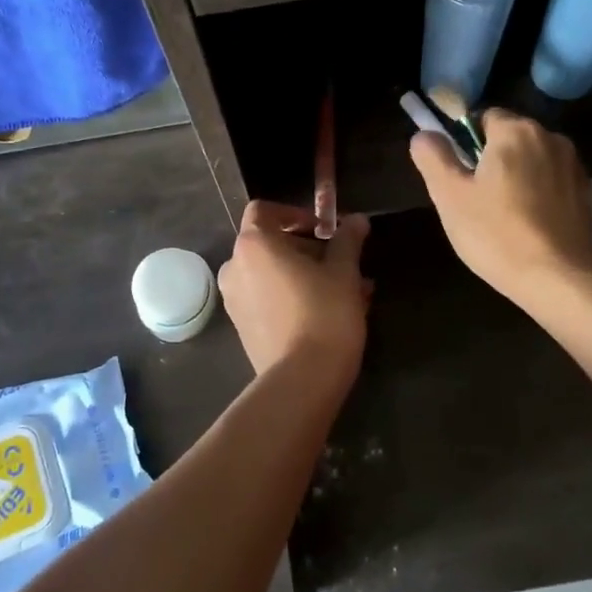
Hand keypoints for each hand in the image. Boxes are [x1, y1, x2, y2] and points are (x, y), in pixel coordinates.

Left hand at [218, 202, 370, 378]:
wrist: (302, 380)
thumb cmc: (324, 314)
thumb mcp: (344, 272)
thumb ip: (348, 240)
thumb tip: (357, 220)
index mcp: (254, 245)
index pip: (264, 211)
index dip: (295, 214)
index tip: (324, 230)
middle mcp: (235, 267)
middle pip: (269, 243)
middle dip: (307, 248)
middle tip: (342, 263)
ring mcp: (234, 299)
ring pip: (271, 274)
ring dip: (303, 274)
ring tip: (344, 291)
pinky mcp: (242, 327)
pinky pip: (266, 298)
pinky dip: (291, 296)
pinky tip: (327, 313)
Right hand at [409, 109, 591, 303]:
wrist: (557, 277)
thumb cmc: (496, 233)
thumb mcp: (450, 196)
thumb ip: (433, 158)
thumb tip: (423, 135)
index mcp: (515, 130)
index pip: (483, 118)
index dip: (466, 143)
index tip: (460, 176)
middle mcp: (550, 137)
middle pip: (510, 138)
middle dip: (493, 160)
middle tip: (476, 200)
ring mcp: (573, 165)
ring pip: (533, 160)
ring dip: (518, 176)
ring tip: (504, 215)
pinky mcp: (586, 192)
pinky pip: (552, 181)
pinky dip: (539, 193)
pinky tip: (529, 224)